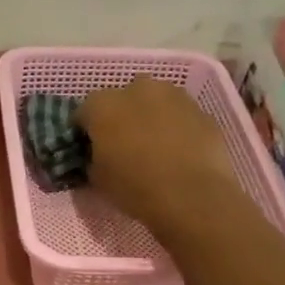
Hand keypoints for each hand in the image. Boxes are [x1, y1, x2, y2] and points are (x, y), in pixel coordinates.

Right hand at [75, 76, 237, 233]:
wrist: (192, 195)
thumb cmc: (135, 187)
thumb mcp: (97, 179)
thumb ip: (92, 158)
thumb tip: (98, 154)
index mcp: (103, 105)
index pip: (83, 113)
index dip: (85, 132)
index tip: (90, 150)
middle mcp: (136, 89)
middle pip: (121, 100)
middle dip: (119, 118)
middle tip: (122, 146)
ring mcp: (173, 95)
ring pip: (153, 102)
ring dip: (149, 117)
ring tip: (153, 147)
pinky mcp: (200, 108)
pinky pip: (179, 115)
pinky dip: (175, 127)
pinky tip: (177, 151)